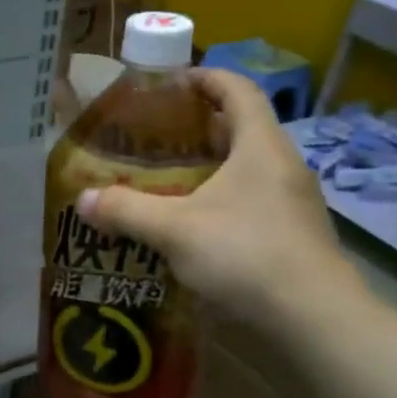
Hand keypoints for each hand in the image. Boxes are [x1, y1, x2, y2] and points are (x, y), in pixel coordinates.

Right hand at [73, 69, 366, 329]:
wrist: (314, 320)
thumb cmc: (246, 254)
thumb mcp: (176, 230)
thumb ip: (128, 211)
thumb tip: (82, 199)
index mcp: (260, 145)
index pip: (237, 89)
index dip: (205, 78)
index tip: (170, 84)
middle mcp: (282, 165)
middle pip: (240, 128)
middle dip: (197, 128)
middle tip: (154, 138)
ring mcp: (292, 202)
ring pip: (246, 169)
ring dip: (209, 169)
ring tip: (165, 181)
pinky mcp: (292, 235)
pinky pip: (251, 202)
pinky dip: (220, 202)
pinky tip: (192, 226)